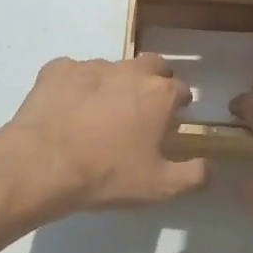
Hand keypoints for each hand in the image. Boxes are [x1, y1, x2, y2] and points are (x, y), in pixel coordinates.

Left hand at [0, 55, 207, 212]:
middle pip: (152, 66)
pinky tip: (67, 111)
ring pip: (112, 69)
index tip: (169, 125)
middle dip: (153, 82)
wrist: (42, 164)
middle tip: (141, 111)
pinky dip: (76, 87)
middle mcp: (129, 70)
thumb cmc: (108, 174)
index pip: (181, 90)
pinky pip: (74, 73)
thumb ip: (194, 175)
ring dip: (113, 85)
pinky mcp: (57, 69)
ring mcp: (91, 65)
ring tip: (99, 116)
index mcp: (159, 93)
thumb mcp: (160, 186)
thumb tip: (209, 165)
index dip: (178, 107)